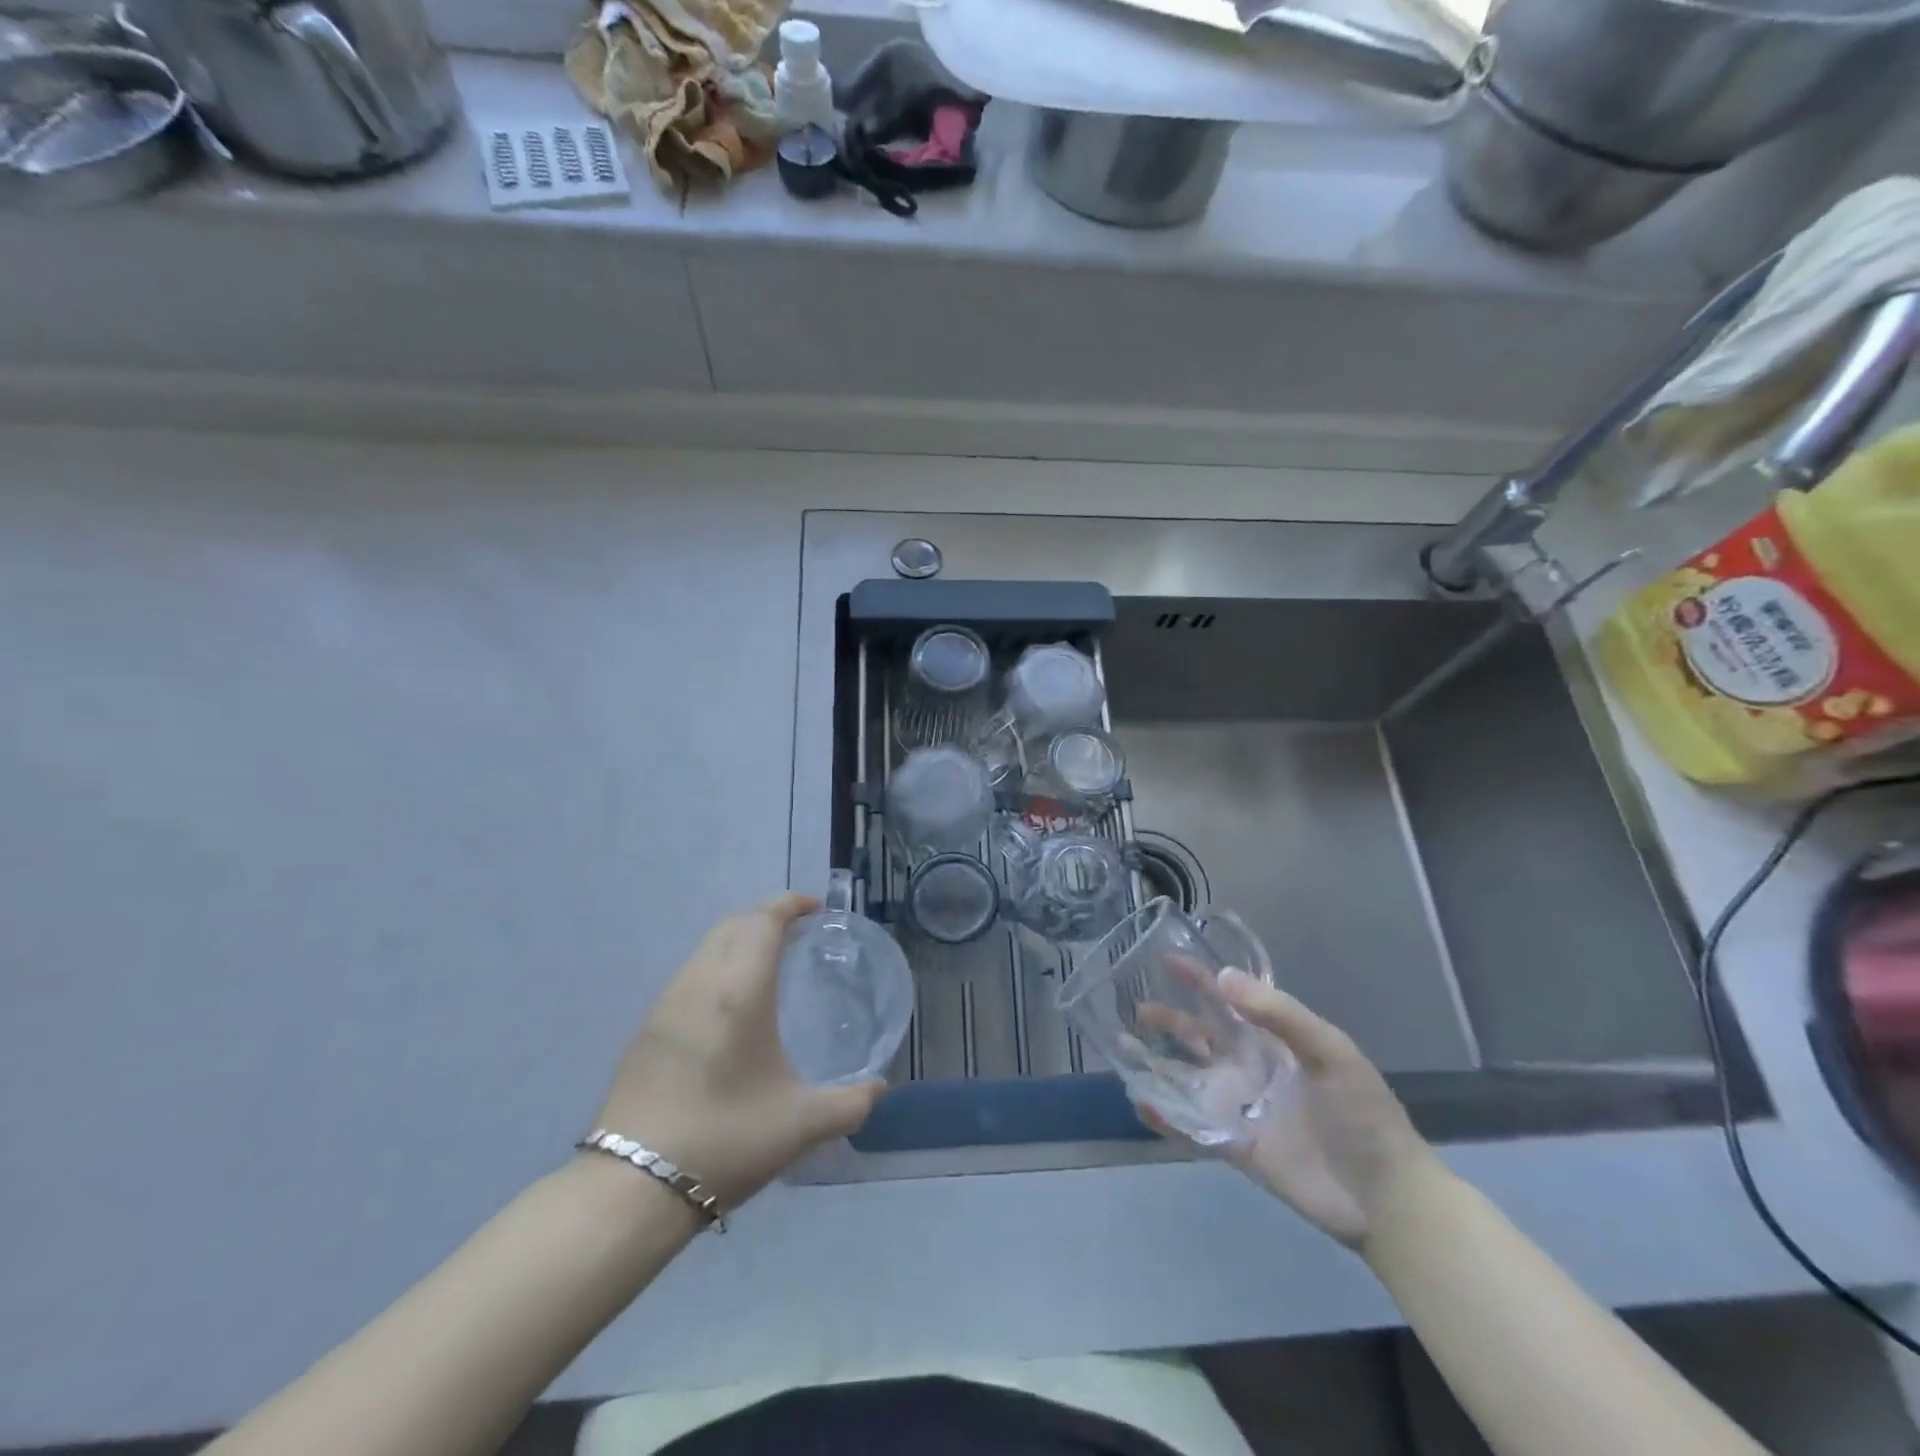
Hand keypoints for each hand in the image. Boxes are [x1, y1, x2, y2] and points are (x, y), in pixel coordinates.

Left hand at [590, 893, 884, 1207]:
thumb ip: (850, 1103)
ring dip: (739, 938)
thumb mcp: (801, 1125)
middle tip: (799, 931)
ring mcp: (666, 1005)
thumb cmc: (724, 1141)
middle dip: (766, 915)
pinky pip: (689, 973)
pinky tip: (731, 1003)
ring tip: (769, 961)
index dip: (789, 904)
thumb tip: (878, 1088)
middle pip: (733, 924)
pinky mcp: (646, 1030)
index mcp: (739, 992)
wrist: (631, 1189)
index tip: (817, 907)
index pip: (763, 922)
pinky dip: (717, 964)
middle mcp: (699, 984)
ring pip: (706, 947)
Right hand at [1150, 970, 1441, 1252]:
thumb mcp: (1329, 1052)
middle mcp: (1249, 1067)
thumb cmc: (1362, 1114)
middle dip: (1168, 1019)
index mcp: (1272, 1040)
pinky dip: (1164, 1115)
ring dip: (1156, 1064)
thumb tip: (1222, 978)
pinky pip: (1190, 1126)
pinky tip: (1140, 1102)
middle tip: (1137, 1007)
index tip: (1165, 957)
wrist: (1385, 1197)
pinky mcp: (1233, 1146)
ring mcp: (1239, 1107)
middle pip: (1199, 1035)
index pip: (1228, 999)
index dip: (1199, 978)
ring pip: (1187, 1078)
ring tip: (1122, 1049)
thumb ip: (1278, 1015)